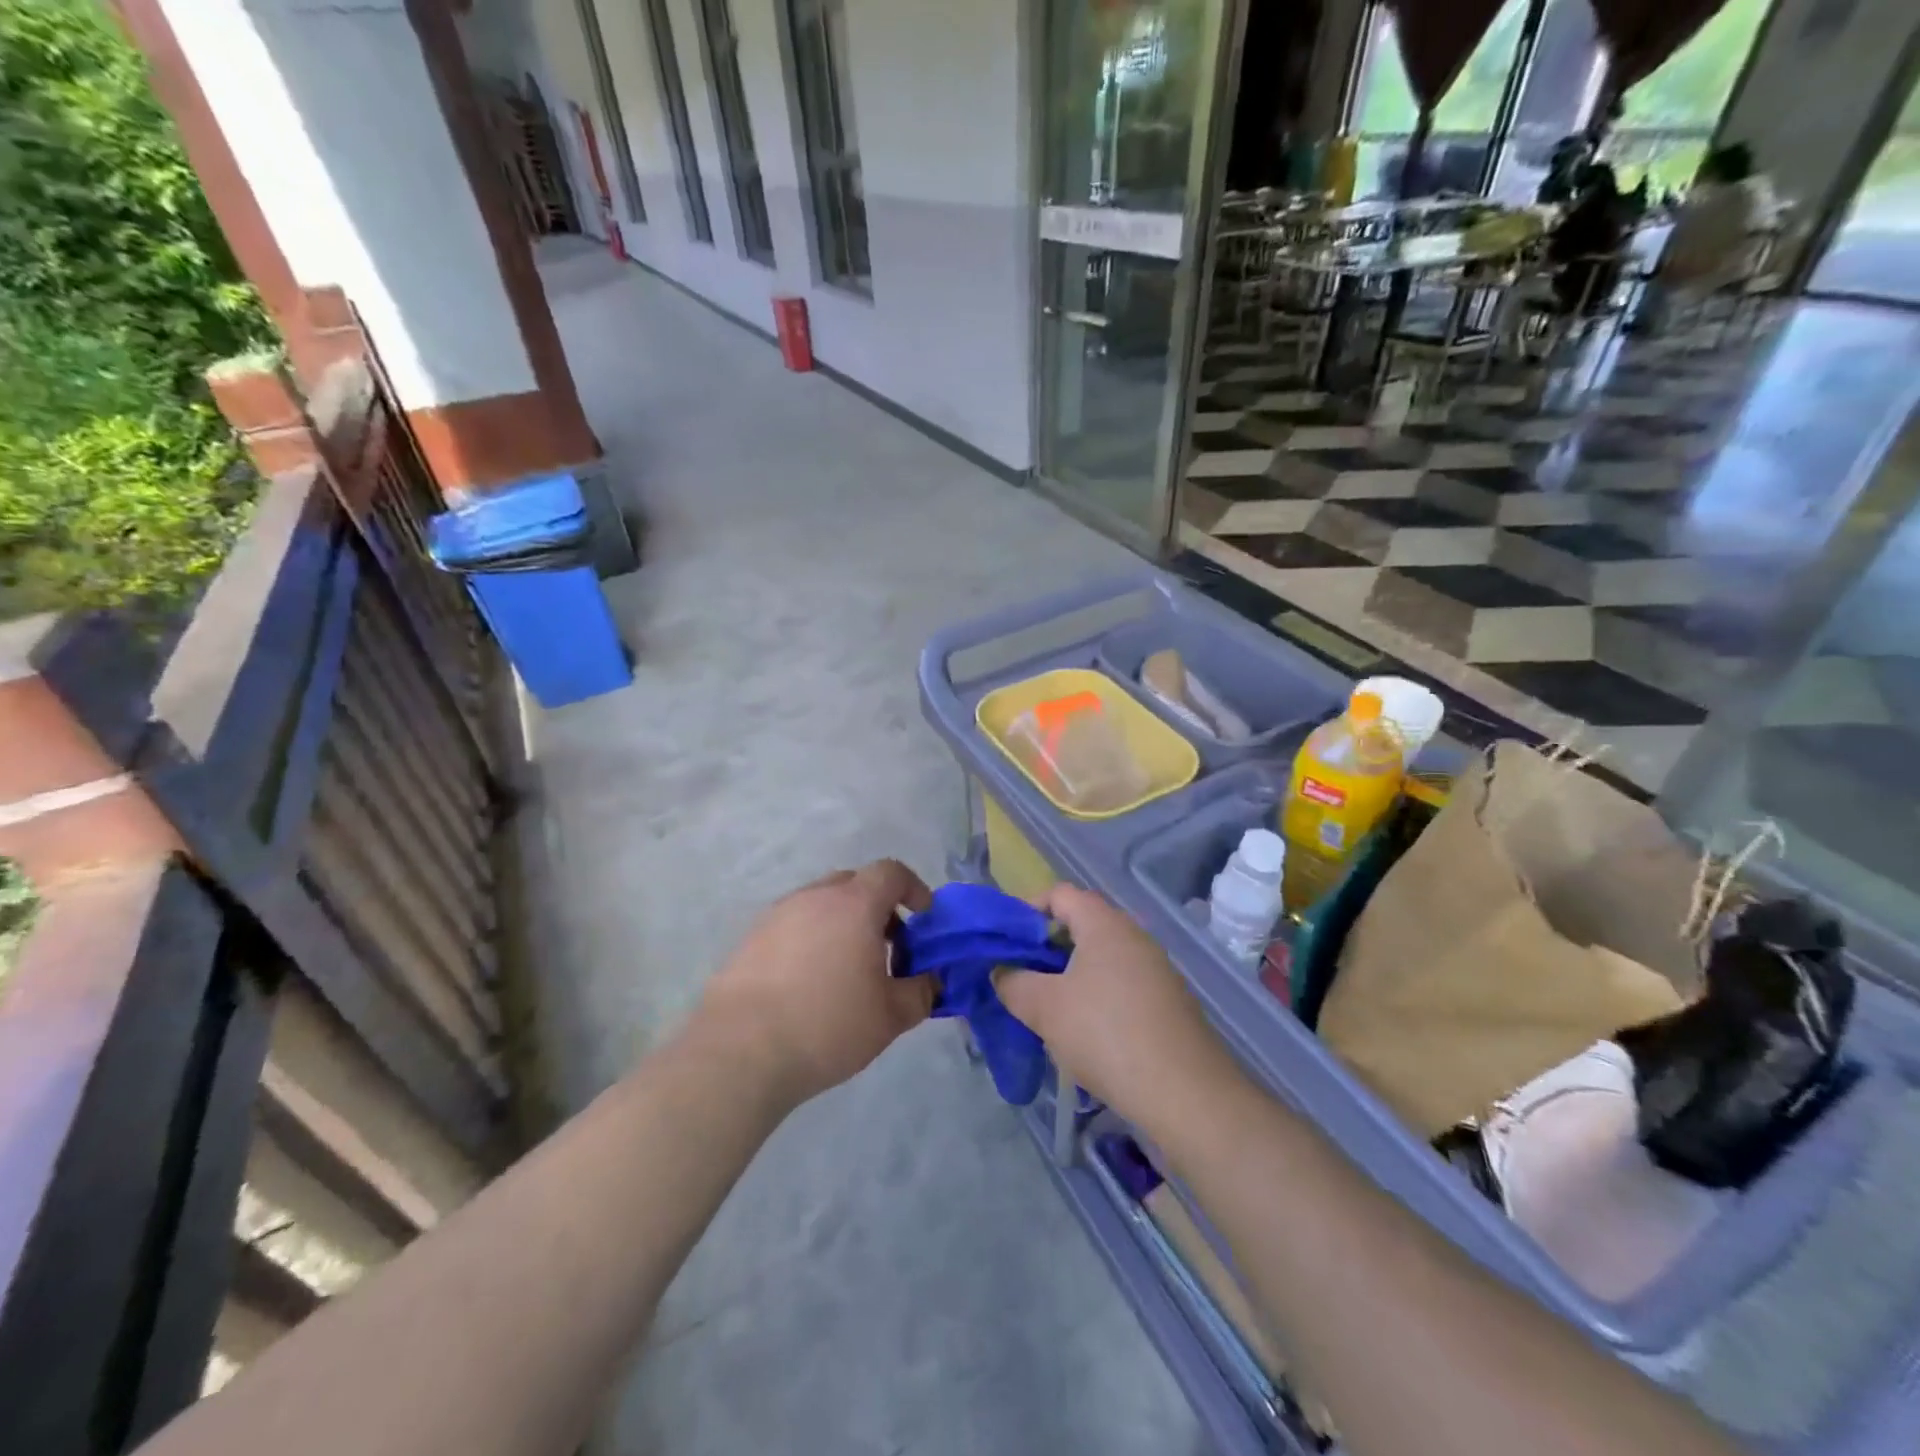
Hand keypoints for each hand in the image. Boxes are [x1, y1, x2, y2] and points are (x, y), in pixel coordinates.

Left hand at [693, 860, 936, 1105]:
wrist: (740, 1051)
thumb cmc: (827, 1025)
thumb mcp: (890, 1017)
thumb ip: (921, 992)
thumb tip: (931, 981)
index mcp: (854, 904)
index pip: (891, 872)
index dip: (913, 888)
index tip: (923, 918)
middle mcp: (814, 897)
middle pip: (854, 883)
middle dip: (878, 907)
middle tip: (888, 947)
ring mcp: (777, 915)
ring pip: (820, 904)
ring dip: (842, 924)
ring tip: (847, 970)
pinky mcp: (749, 939)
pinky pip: (793, 925)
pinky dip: (810, 940)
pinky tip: (808, 983)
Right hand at [994, 884, 1230, 1124]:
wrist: (1186, 1093)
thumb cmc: (1106, 1034)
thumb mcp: (1045, 1008)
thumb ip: (1013, 982)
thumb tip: (1002, 971)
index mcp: (1105, 925)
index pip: (1060, 894)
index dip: (1028, 910)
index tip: (1006, 942)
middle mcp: (1134, 936)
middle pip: (1081, 924)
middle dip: (1046, 947)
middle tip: (1021, 977)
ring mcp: (1156, 968)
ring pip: (1101, 957)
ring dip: (1069, 974)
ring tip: (1047, 1007)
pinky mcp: (1167, 1000)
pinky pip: (1121, 982)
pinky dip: (1096, 994)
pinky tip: (1084, 1031)